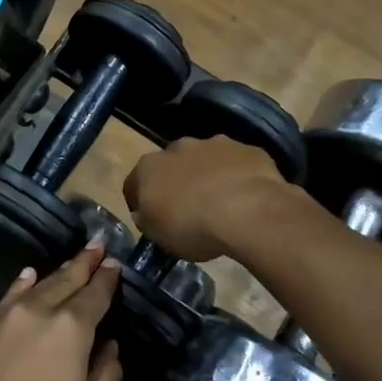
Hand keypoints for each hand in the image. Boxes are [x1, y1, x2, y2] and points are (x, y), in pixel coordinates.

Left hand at [0, 243, 123, 380]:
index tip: (114, 264)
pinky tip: (29, 275)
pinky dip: (23, 284)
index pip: (95, 294)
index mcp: (72, 329)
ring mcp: (7, 318)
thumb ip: (105, 374)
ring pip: (38, 286)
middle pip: (66, 280)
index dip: (107, 279)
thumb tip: (109, 346)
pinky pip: (9, 297)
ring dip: (58, 272)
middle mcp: (39, 312)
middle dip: (84, 263)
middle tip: (98, 245)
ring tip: (72, 261)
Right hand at [124, 135, 291, 260]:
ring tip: (221, 204)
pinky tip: (247, 198)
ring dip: (208, 176)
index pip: (134, 184)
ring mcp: (215, 144)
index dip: (140, 203)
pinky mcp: (247, 150)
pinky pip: (238, 164)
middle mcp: (178, 148)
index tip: (152, 220)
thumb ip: (148, 219)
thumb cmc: (191, 226)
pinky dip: (238, 177)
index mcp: (148, 167)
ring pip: (206, 160)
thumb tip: (146, 213)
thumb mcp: (158, 235)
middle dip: (177, 182)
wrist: (247, 211)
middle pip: (172, 166)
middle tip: (188, 210)